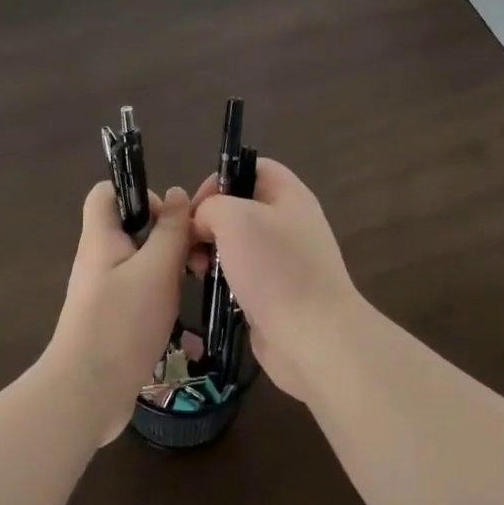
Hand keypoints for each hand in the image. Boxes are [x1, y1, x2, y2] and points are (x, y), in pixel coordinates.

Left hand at [47, 181, 192, 442]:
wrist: (88, 392)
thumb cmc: (123, 322)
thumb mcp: (157, 269)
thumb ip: (170, 230)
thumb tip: (177, 193)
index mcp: (100, 238)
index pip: (107, 192)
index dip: (140, 193)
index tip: (170, 218)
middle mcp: (98, 260)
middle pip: (130, 229)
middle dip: (166, 235)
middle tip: (193, 257)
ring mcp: (103, 293)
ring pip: (140, 264)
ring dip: (168, 270)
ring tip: (192, 285)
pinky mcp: (111, 320)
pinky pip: (139, 295)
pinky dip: (160, 299)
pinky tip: (181, 320)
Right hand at [190, 160, 365, 400]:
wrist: (312, 336)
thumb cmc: (275, 269)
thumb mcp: (235, 219)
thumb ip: (211, 207)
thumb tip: (204, 224)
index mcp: (289, 195)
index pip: (253, 167)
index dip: (221, 178)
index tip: (197, 206)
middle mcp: (290, 222)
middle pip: (241, 206)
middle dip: (209, 221)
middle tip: (191, 243)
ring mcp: (284, 260)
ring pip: (238, 243)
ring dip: (212, 252)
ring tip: (197, 269)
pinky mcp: (276, 292)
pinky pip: (243, 274)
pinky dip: (223, 279)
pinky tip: (210, 290)